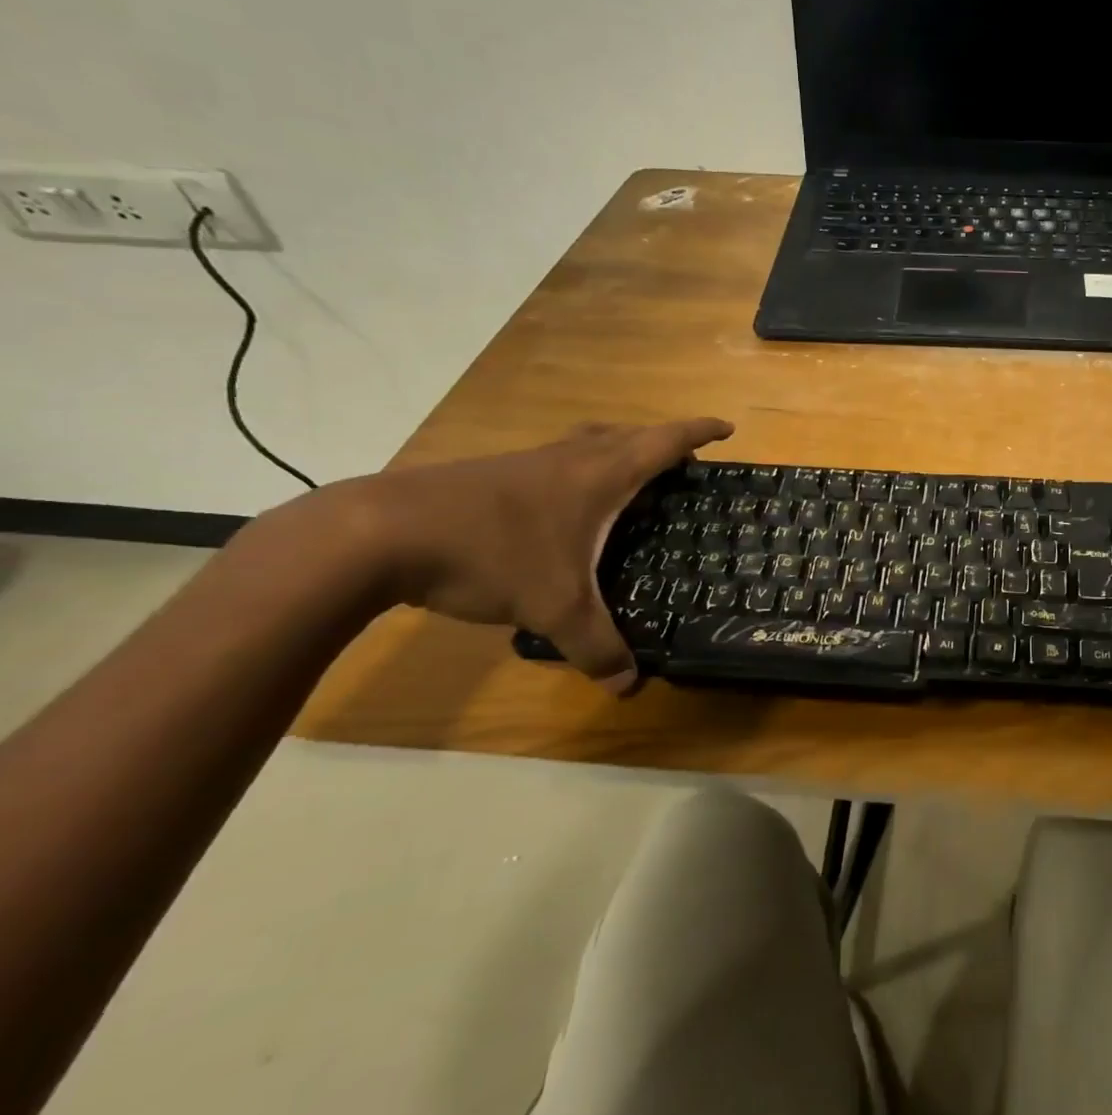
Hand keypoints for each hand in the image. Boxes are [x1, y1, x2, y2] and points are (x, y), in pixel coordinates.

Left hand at [338, 418, 732, 687]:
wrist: (380, 533)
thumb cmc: (491, 553)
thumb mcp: (553, 608)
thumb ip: (596, 646)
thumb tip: (627, 687)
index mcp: (600, 474)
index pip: (664, 441)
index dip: (699, 431)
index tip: (727, 427)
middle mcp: (569, 458)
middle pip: (628, 434)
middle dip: (662, 442)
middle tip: (683, 463)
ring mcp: (527, 463)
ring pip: (587, 444)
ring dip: (617, 451)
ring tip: (629, 480)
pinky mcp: (492, 476)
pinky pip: (555, 462)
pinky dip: (578, 472)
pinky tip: (563, 510)